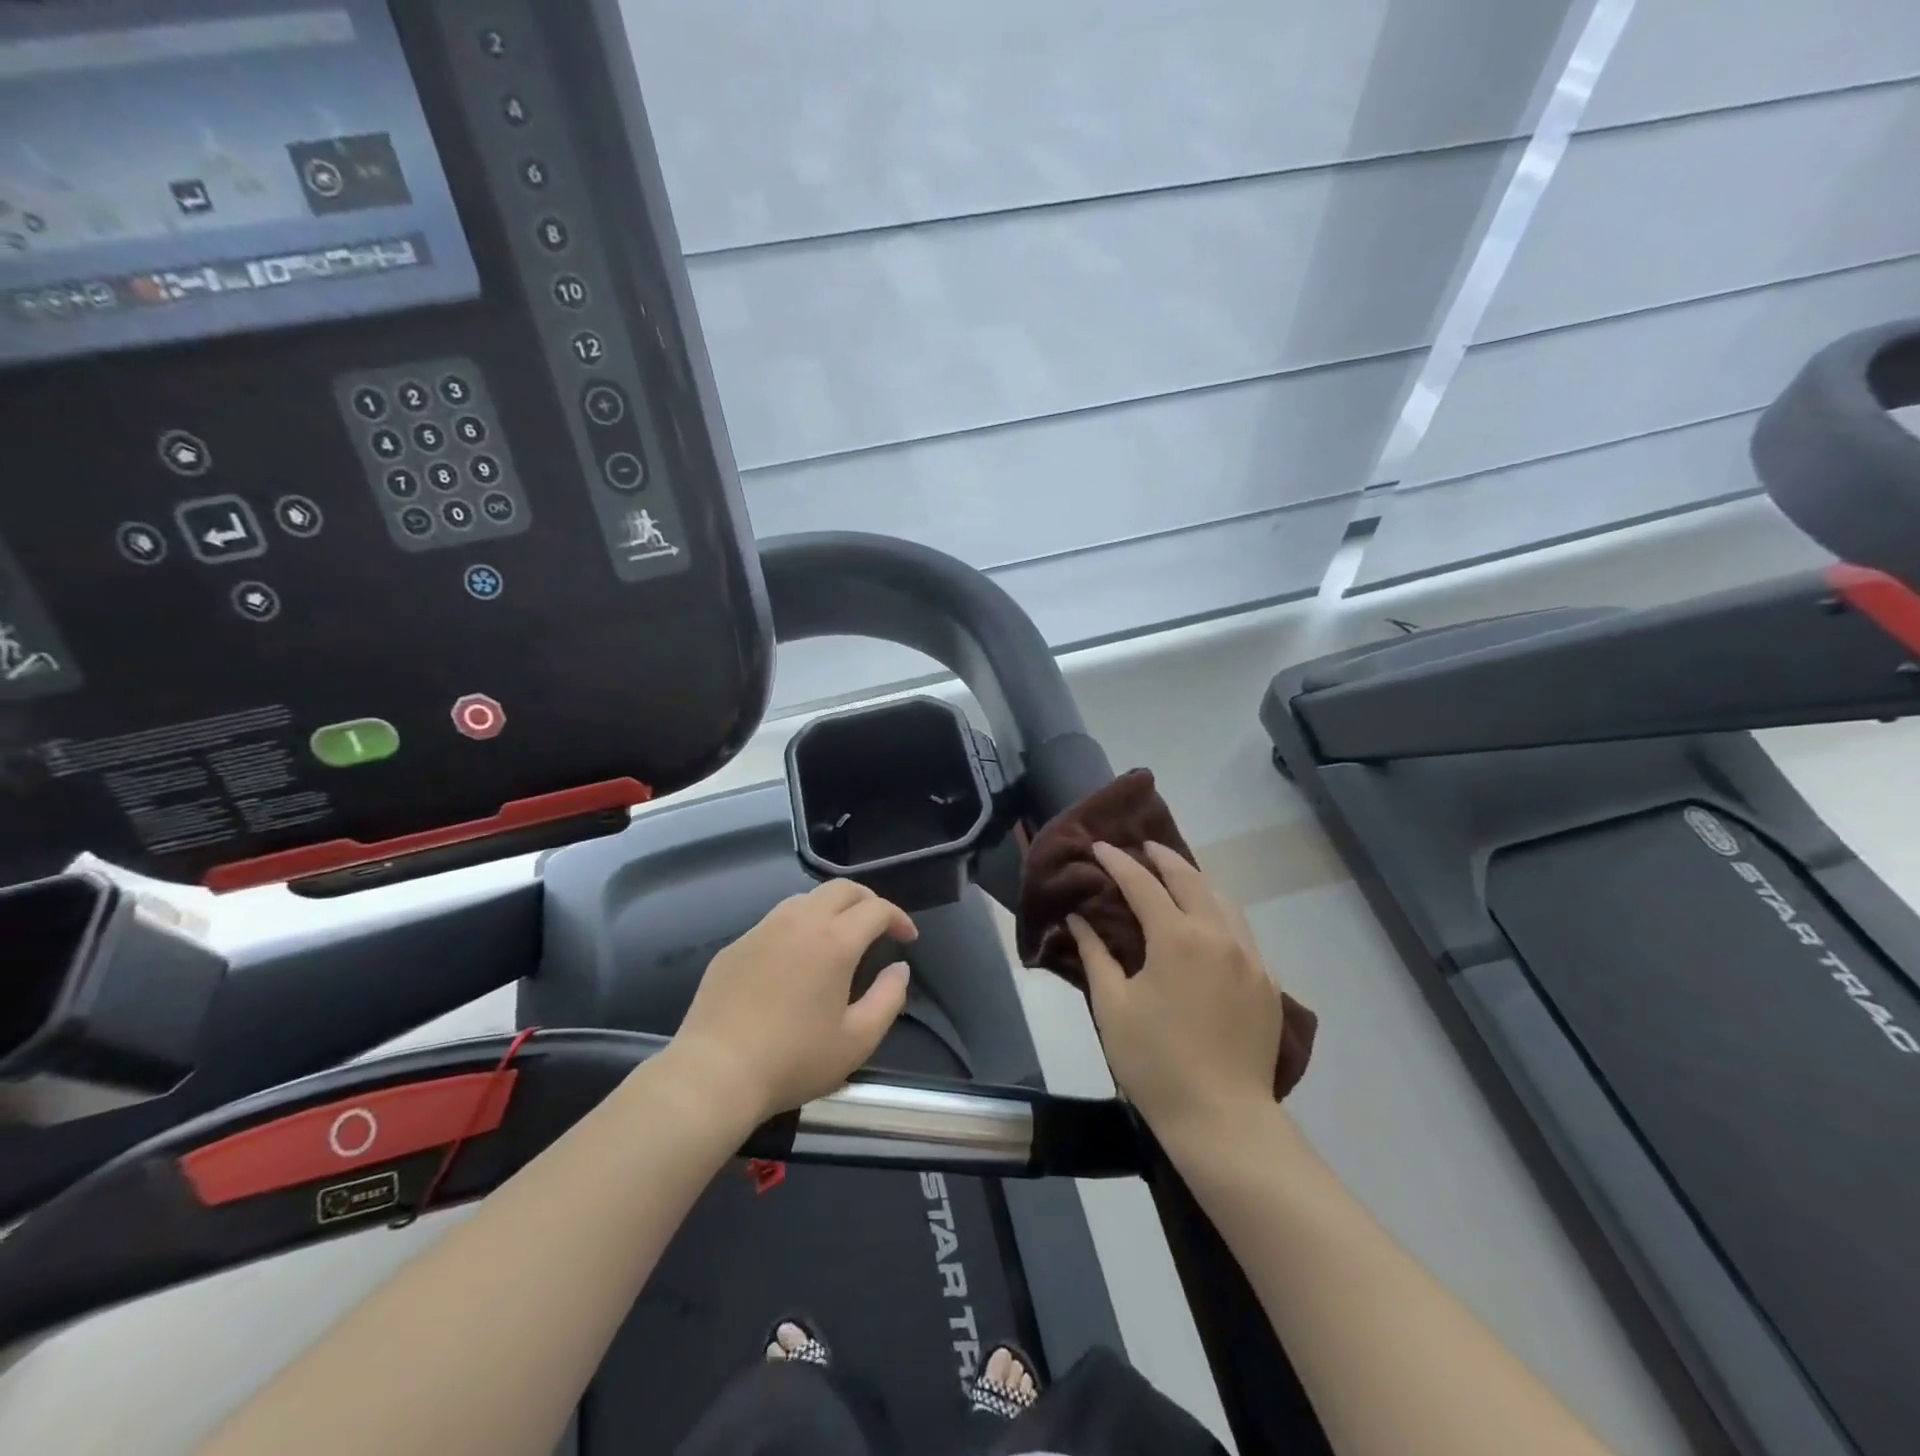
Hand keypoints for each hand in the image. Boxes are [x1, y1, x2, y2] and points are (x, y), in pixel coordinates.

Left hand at [672, 880, 916, 1123]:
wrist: (715, 1073)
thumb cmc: (794, 1059)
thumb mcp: (857, 1040)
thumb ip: (889, 998)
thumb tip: (900, 969)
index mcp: (834, 941)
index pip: (876, 909)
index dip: (898, 918)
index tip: (908, 938)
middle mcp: (799, 922)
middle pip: (841, 888)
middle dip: (867, 900)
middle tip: (879, 926)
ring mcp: (763, 929)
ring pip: (806, 898)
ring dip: (832, 908)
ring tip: (840, 937)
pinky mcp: (736, 945)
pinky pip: (775, 921)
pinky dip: (798, 926)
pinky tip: (796, 959)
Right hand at [1068, 842, 1284, 1144]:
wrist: (1222, 1118)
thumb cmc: (1155, 1062)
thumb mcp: (1112, 1006)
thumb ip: (1095, 955)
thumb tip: (1079, 919)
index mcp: (1177, 938)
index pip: (1143, 884)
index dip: (1118, 862)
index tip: (1100, 847)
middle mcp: (1218, 936)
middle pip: (1190, 880)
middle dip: (1164, 858)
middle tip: (1143, 847)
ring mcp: (1249, 958)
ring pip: (1223, 901)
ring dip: (1196, 881)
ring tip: (1176, 876)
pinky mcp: (1266, 982)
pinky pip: (1242, 932)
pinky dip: (1219, 913)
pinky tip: (1208, 924)